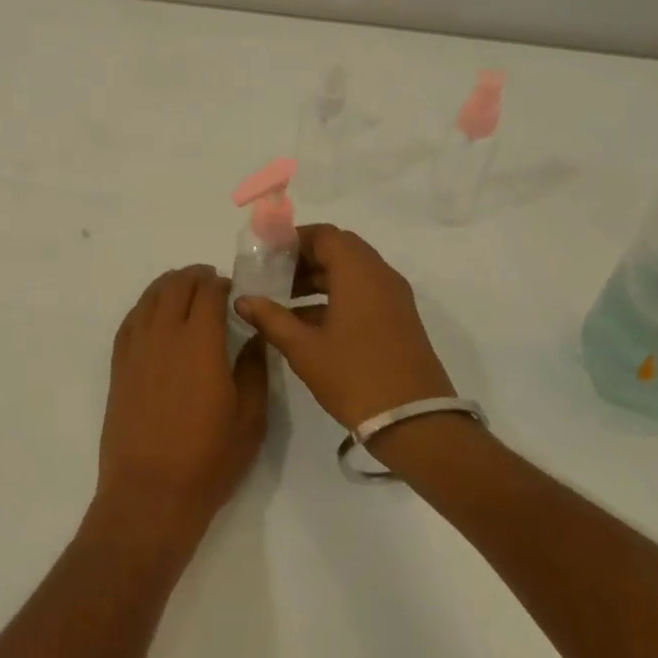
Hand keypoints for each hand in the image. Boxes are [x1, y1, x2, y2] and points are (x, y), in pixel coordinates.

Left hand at [98, 266, 268, 545]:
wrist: (149, 492)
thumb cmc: (207, 459)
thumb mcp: (249, 417)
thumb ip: (253, 369)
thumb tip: (253, 336)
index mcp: (200, 342)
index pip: (207, 292)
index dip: (221, 283)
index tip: (233, 288)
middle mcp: (164, 335)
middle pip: (176, 286)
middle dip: (195, 277)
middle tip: (211, 283)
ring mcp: (136, 348)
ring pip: (150, 298)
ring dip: (169, 286)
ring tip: (184, 290)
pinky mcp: (119, 366)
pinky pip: (130, 320)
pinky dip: (145, 307)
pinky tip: (154, 313)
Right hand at [234, 224, 454, 428]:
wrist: (415, 422)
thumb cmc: (355, 376)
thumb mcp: (304, 349)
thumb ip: (271, 319)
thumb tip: (243, 300)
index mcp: (358, 272)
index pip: (324, 235)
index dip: (293, 239)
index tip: (267, 255)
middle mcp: (380, 275)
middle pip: (339, 250)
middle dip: (304, 259)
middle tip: (273, 276)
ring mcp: (394, 297)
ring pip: (352, 272)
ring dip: (319, 279)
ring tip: (284, 301)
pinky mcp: (399, 319)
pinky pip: (364, 292)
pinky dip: (336, 296)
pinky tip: (308, 323)